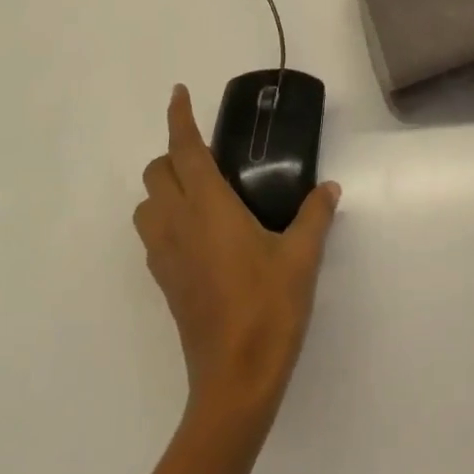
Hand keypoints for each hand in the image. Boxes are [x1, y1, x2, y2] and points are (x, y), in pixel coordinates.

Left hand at [137, 85, 340, 426]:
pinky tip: (199, 233)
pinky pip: (153, 234)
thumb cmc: (269, 309)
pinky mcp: (164, 281)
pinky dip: (165, 218)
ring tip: (200, 192)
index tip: (179, 93)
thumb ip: (314, 216)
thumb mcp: (302, 257)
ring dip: (164, 187)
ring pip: (146, 204)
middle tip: (207, 154)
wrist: (235, 380)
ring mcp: (165, 255)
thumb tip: (328, 188)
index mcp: (208, 207)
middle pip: (156, 172)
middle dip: (174, 152)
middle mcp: (178, 223)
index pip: (184, 149)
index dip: (179, 117)